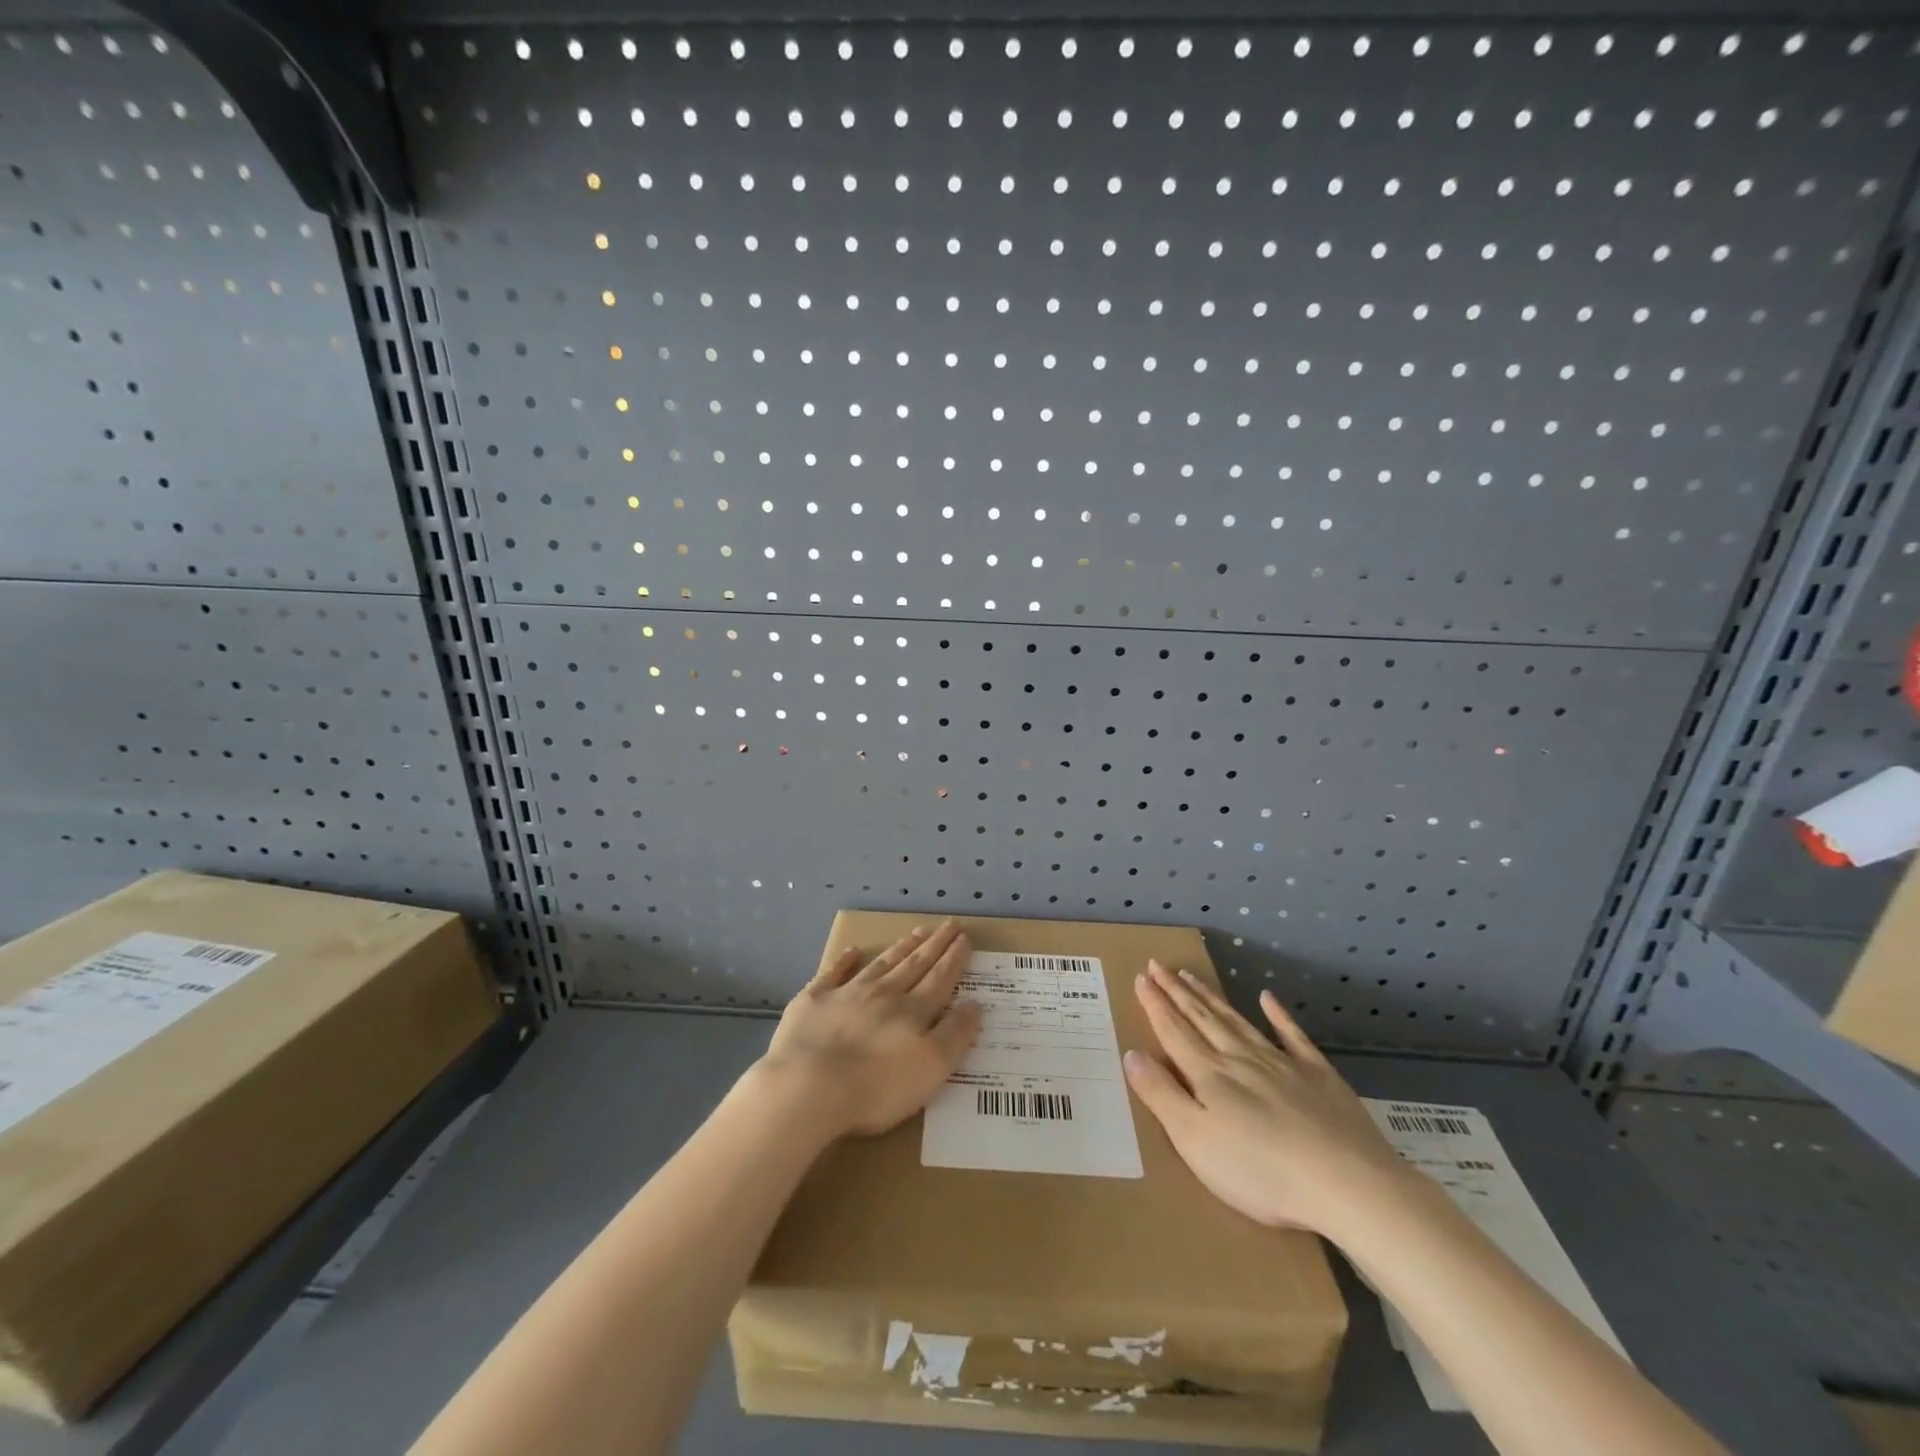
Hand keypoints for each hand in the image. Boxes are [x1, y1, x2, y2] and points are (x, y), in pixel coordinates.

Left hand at [754, 922, 982, 1140]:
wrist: (809, 1087)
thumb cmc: (876, 1087)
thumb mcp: (931, 1068)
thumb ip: (955, 1035)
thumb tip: (974, 1004)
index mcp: (913, 1011)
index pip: (940, 979)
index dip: (954, 959)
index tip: (964, 938)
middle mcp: (884, 994)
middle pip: (914, 965)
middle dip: (934, 945)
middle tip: (949, 925)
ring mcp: (847, 993)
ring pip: (881, 964)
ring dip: (901, 948)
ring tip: (916, 932)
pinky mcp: (814, 1001)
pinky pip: (834, 973)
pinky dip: (845, 961)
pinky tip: (852, 951)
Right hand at [1123, 961, 1410, 1237]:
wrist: (1348, 1184)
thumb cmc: (1262, 1172)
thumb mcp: (1196, 1141)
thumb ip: (1162, 1095)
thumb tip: (1132, 1053)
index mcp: (1209, 1076)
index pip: (1174, 1031)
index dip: (1155, 1005)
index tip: (1141, 977)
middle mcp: (1240, 1059)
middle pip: (1202, 1018)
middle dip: (1176, 991)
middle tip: (1158, 965)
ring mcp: (1282, 1064)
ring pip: (1237, 1021)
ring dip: (1211, 998)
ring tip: (1192, 975)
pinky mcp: (1319, 1077)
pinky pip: (1293, 1037)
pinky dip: (1278, 1016)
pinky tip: (1268, 998)